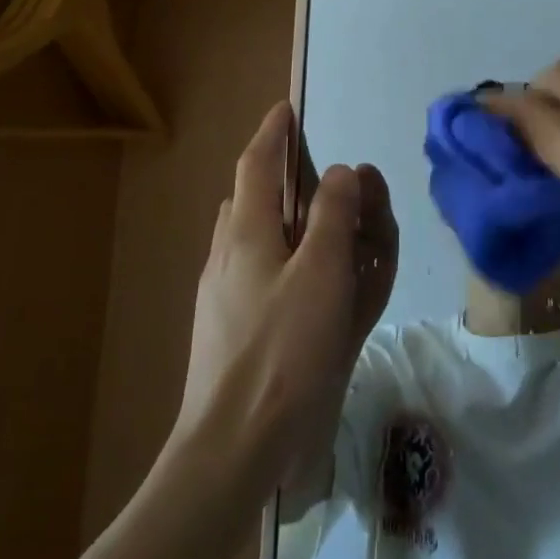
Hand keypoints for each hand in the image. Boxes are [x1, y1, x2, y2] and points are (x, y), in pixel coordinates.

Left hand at [175, 102, 396, 489]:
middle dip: (277, 175)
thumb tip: (338, 172)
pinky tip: (303, 287)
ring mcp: (221, 294)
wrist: (231, 448)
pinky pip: (255, 274)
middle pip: (249, 198)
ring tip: (317, 226)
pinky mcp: (226, 329)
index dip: (273, 133)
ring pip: (252, 237)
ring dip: (279, 218)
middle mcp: (227, 254)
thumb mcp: (322, 274)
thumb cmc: (283, 352)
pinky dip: (280, 260)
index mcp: (246, 232)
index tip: (286, 110)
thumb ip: (333, 216)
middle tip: (312, 173)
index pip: (257, 164)